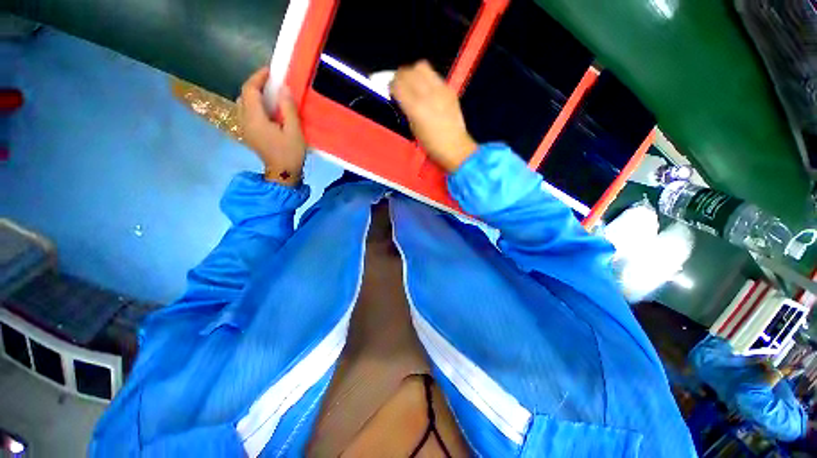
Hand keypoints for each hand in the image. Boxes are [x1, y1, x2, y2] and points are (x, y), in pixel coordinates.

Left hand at [237, 67, 305, 185]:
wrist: (283, 174)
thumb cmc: (290, 154)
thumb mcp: (294, 132)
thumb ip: (288, 109)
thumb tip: (284, 89)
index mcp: (255, 119)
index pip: (249, 90)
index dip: (258, 77)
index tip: (270, 72)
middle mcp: (244, 120)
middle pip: (244, 95)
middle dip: (255, 84)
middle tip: (271, 82)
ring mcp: (244, 128)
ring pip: (243, 103)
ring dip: (253, 94)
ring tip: (269, 93)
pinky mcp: (248, 133)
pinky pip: (246, 112)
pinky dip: (254, 105)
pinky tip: (266, 109)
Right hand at [390, 61, 477, 172]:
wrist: (455, 147)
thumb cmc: (431, 144)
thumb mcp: (413, 128)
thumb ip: (406, 109)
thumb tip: (401, 97)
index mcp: (415, 108)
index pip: (397, 84)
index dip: (391, 86)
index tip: (392, 92)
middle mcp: (427, 94)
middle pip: (407, 71)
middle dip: (400, 77)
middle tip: (400, 86)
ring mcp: (440, 89)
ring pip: (421, 67)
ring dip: (413, 73)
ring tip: (413, 84)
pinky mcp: (450, 89)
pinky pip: (434, 75)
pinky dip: (427, 79)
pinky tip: (427, 90)